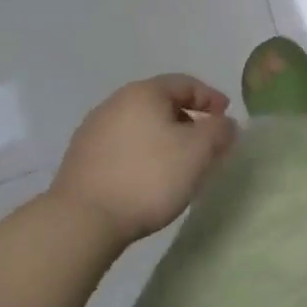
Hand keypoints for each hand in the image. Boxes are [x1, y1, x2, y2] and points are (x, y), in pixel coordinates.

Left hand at [51, 75, 237, 250]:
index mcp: (144, 92)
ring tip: (178, 164)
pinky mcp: (80, 160)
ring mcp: (93, 130)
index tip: (226, 118)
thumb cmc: (148, 177)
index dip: (211, 98)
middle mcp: (115, 102)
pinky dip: (141, 155)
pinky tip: (148, 179)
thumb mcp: (199, 152)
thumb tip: (225, 124)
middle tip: (205, 143)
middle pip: (161, 103)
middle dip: (187, 120)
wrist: (82, 222)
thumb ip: (220, 131)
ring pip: (140, 126)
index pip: (186, 84)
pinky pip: (122, 147)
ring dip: (163, 139)